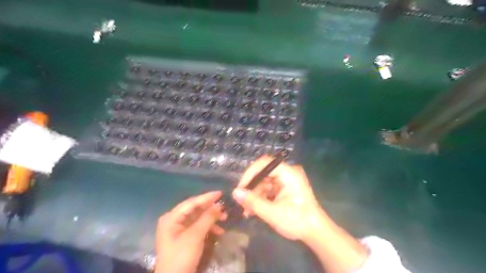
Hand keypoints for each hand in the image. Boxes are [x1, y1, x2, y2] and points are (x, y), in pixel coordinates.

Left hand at [156, 191, 227, 272]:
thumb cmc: (181, 256)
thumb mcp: (195, 236)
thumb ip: (207, 218)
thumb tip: (219, 204)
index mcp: (171, 217)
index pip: (191, 202)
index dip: (207, 197)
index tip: (220, 193)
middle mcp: (173, 220)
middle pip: (195, 209)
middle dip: (210, 209)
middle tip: (224, 208)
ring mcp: (178, 229)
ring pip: (197, 218)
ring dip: (211, 218)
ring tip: (224, 219)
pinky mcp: (183, 237)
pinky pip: (197, 227)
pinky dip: (208, 227)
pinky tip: (218, 231)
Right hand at [231, 155, 325, 240]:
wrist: (315, 232)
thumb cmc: (298, 221)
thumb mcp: (273, 213)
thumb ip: (254, 202)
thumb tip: (235, 192)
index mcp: (289, 173)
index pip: (265, 164)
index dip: (250, 173)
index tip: (241, 188)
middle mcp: (287, 173)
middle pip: (263, 173)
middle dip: (251, 187)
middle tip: (241, 200)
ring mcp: (286, 181)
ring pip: (264, 182)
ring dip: (254, 195)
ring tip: (246, 210)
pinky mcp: (284, 188)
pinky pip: (268, 189)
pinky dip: (260, 198)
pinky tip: (253, 210)